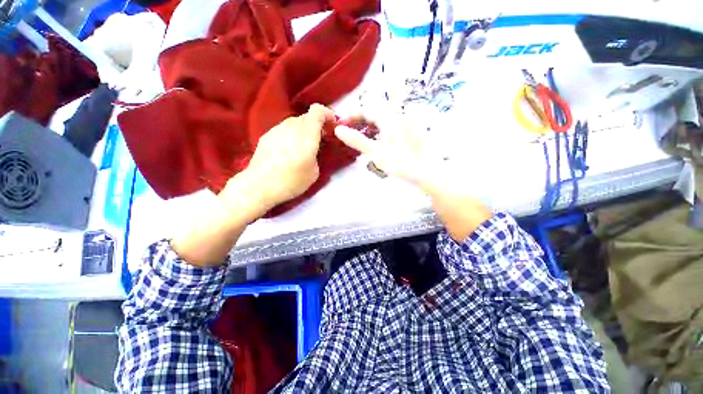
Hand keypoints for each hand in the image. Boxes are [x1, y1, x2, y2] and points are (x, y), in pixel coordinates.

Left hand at [236, 104, 334, 212]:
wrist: (259, 186)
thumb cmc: (291, 181)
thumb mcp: (314, 172)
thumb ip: (316, 155)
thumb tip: (312, 149)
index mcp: (306, 135)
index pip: (317, 111)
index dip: (327, 114)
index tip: (331, 126)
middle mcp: (291, 127)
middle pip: (307, 117)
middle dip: (316, 125)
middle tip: (320, 140)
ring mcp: (276, 130)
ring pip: (294, 123)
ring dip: (303, 130)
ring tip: (303, 147)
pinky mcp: (266, 136)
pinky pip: (284, 130)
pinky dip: (291, 135)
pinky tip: (288, 151)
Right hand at [334, 112, 444, 192]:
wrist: (428, 172)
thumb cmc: (400, 163)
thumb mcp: (375, 152)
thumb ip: (356, 140)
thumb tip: (338, 130)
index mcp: (389, 117)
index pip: (366, 109)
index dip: (352, 116)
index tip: (341, 125)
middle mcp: (400, 113)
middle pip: (375, 111)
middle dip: (361, 120)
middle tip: (352, 132)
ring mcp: (408, 120)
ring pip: (384, 117)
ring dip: (371, 125)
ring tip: (364, 137)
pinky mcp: (413, 128)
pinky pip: (393, 123)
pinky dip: (383, 129)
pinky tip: (381, 140)